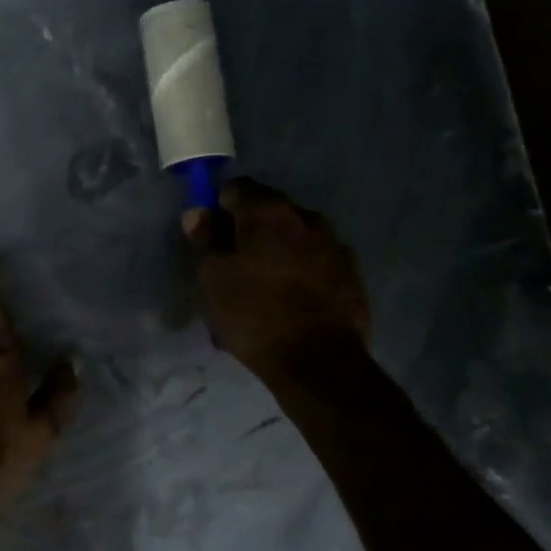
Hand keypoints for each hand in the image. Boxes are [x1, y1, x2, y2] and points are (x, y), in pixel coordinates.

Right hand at [185, 178, 370, 383]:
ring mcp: (334, 244)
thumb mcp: (215, 278)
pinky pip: (317, 260)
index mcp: (269, 212)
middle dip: (250, 229)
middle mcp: (306, 217)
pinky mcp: (352, 273)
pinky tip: (291, 298)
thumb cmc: (254, 314)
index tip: (211, 235)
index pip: (237, 188)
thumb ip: (207, 240)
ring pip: (296, 236)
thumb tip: (199, 213)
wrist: (319, 361)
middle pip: (270, 210)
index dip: (220, 207)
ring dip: (278, 249)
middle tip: (234, 262)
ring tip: (264, 284)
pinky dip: (301, 269)